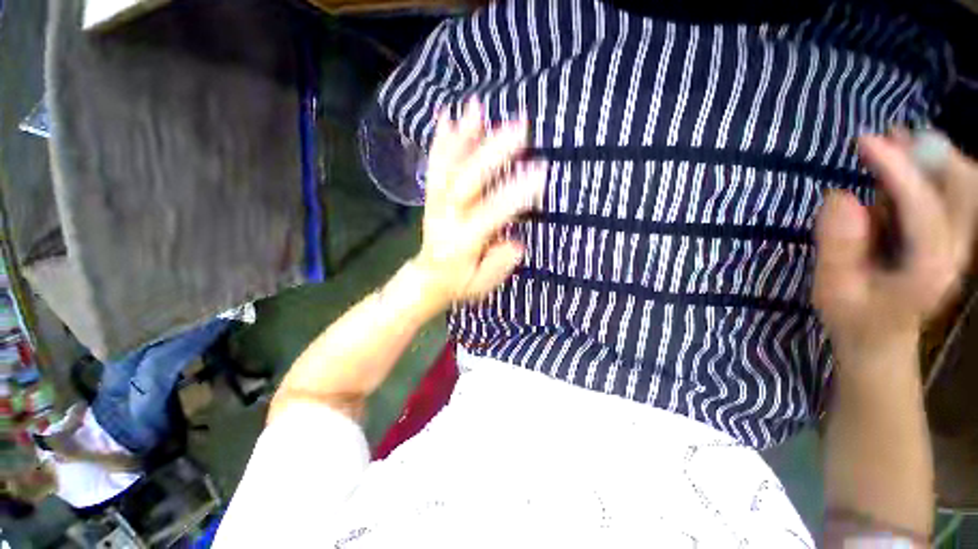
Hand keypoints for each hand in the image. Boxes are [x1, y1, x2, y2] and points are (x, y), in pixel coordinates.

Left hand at [413, 98, 546, 311]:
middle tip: (520, 127)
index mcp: (462, 242)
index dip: (515, 194)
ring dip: (464, 137)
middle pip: (468, 181)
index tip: (540, 172)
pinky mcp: (432, 198)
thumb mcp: (481, 285)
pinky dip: (442, 142)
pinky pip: (435, 168)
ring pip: (448, 168)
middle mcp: (447, 218)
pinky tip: (447, 115)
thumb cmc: (458, 283)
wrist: (428, 278)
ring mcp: (436, 205)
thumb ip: (498, 265)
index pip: (491, 213)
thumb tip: (515, 242)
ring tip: (478, 106)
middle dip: (493, 153)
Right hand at [813, 131, 977, 356]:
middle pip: (964, 190)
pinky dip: (931, 172)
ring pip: (963, 187)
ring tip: (897, 141)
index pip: (923, 208)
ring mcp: (957, 244)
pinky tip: (903, 167)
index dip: (897, 171)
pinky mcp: (947, 238)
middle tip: (894, 136)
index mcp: (928, 269)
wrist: (879, 338)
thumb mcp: (833, 289)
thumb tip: (839, 196)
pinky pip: (951, 194)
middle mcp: (955, 252)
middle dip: (932, 156)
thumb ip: (838, 247)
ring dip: (933, 159)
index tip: (866, 141)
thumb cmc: (853, 316)